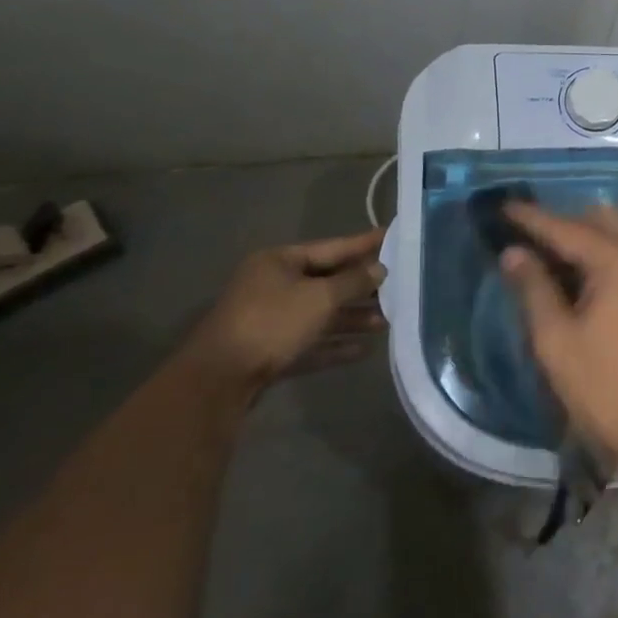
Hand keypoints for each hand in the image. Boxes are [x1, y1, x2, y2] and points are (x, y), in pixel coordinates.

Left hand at [190, 231, 387, 393]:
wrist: (218, 381)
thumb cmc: (272, 323)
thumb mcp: (320, 297)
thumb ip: (354, 281)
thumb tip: (380, 269)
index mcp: (279, 261)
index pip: (332, 247)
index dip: (364, 244)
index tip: (393, 236)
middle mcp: (273, 286)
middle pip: (327, 282)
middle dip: (362, 288)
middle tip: (399, 285)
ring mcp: (270, 320)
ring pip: (320, 314)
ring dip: (352, 318)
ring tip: (386, 322)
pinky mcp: (269, 352)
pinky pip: (310, 342)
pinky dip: (334, 344)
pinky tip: (362, 351)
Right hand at [501, 203, 617, 467]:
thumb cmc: (605, 386)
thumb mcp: (556, 340)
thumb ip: (533, 289)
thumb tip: (514, 252)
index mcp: (617, 261)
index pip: (566, 228)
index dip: (531, 218)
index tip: (501, 206)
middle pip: (599, 219)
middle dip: (562, 222)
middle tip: (526, 240)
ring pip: (615, 236)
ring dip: (582, 239)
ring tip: (544, 261)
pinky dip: (597, 257)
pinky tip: (573, 282)